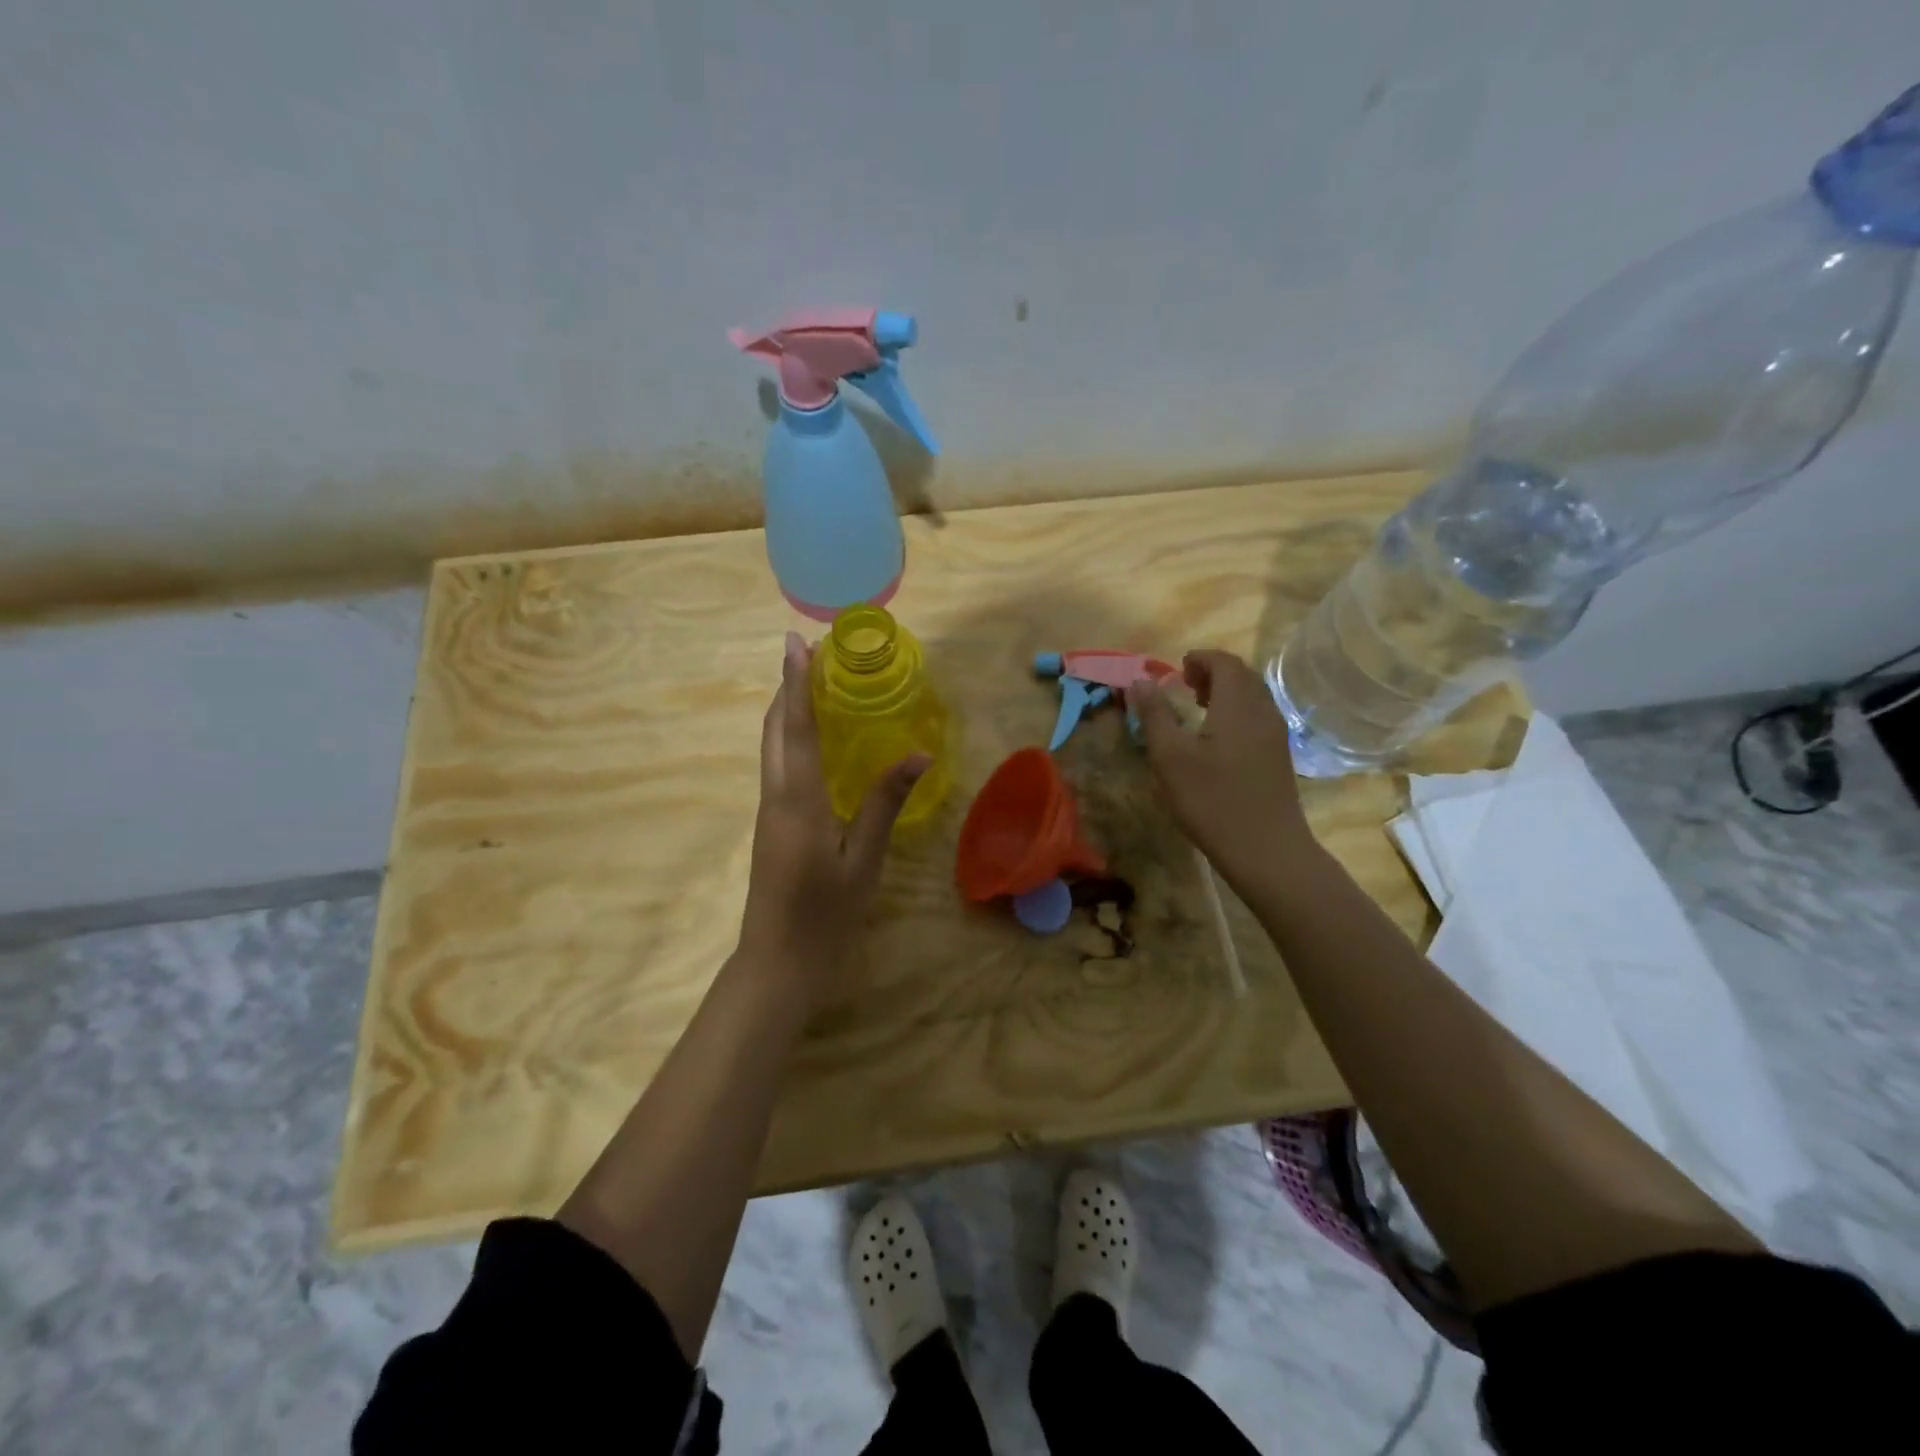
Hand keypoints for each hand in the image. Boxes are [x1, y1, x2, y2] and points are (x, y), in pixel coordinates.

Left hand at [738, 632, 928, 1002]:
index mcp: (798, 800)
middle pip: (774, 729)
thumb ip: (885, 803)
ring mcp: (769, 811)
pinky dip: (792, 739)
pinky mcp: (772, 825)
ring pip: (772, 747)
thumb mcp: (863, 860)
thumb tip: (918, 754)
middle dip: (788, 687)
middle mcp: (776, 796)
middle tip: (813, 655)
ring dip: (787, 711)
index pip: (796, 727)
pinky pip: (779, 767)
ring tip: (815, 686)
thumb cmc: (825, 915)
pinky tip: (816, 742)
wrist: (777, 964)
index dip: (796, 682)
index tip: (795, 642)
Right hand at [1131, 649, 1313, 892]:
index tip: (1176, 670)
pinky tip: (1218, 740)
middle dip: (1213, 672)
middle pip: (1243, 676)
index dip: (1200, 659)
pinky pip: (1259, 717)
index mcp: (1238, 705)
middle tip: (1185, 687)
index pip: (1225, 662)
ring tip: (1199, 710)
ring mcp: (1276, 735)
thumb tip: (1140, 681)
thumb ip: (1155, 715)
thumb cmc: (1212, 800)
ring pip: (1253, 697)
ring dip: (1227, 692)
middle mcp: (1263, 711)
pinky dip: (1237, 712)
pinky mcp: (1280, 757)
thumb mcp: (1170, 757)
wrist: (1266, 849)